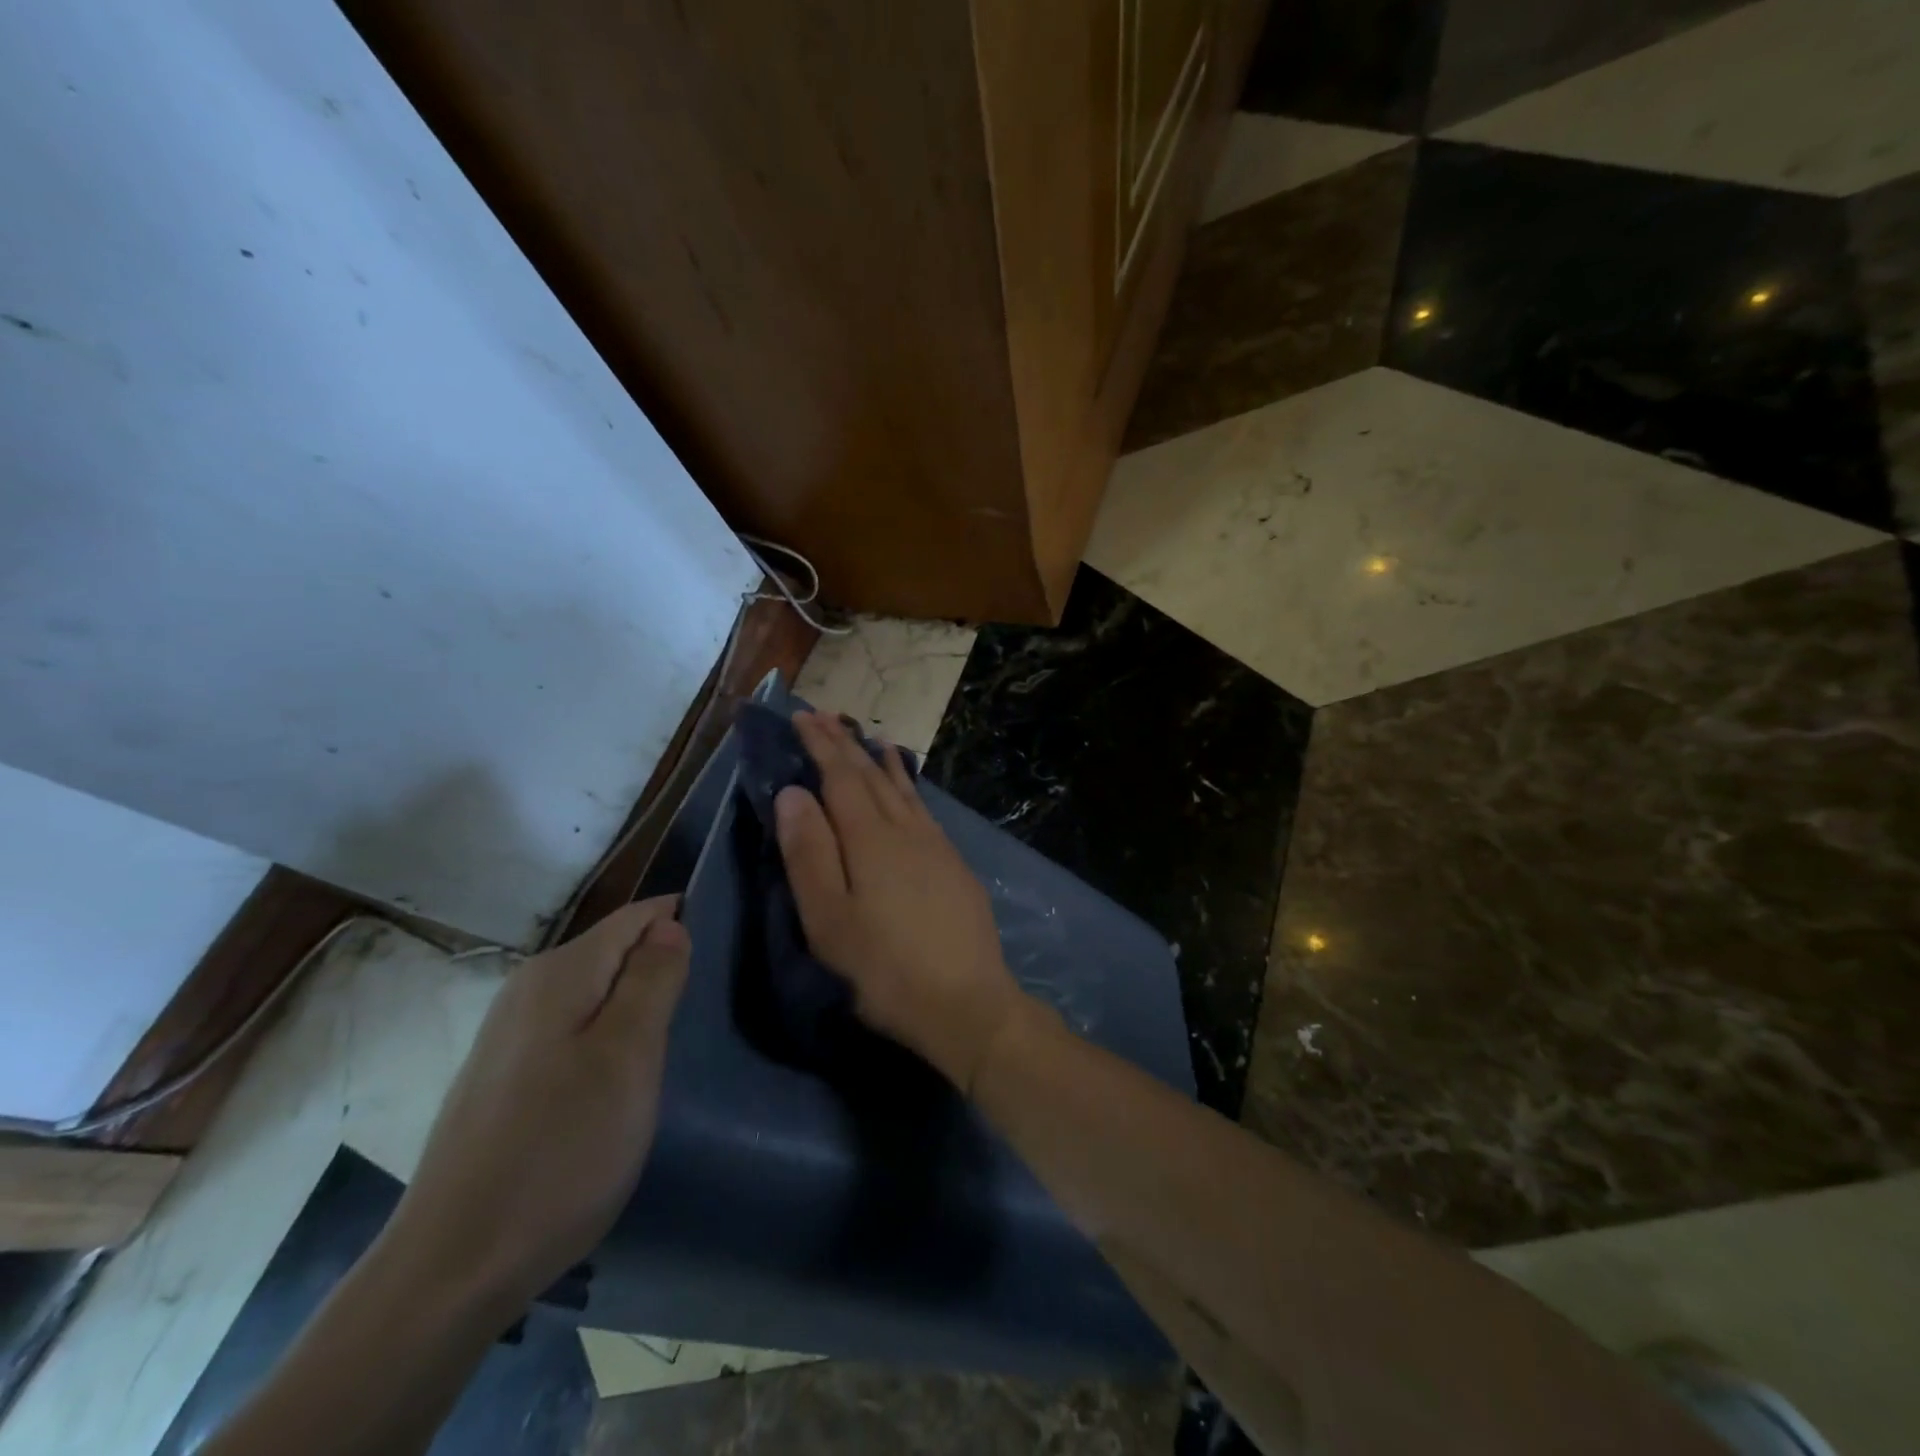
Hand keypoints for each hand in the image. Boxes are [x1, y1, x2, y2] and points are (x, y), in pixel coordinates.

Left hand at [382, 897, 690, 1319]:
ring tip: (670, 1048)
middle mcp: (527, 990)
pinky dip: (606, 1041)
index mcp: (560, 974)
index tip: (724, 952)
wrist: (454, 1269)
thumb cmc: (561, 1151)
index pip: (636, 917)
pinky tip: (618, 1084)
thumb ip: (652, 980)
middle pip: (614, 953)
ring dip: (635, 1008)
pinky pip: (572, 1031)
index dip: (680, 922)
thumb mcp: (628, 1057)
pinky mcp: (503, 1077)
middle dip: (660, 969)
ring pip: (594, 994)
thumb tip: (669, 925)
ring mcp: (509, 1036)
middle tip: (702, 1013)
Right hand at [774, 710, 1027, 1091]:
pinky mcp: (953, 864)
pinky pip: (924, 809)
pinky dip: (909, 787)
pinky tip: (908, 789)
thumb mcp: (829, 920)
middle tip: (825, 716)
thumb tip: (793, 793)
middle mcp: (906, 829)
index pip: (840, 777)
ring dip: (882, 761)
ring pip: (903, 789)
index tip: (803, 716)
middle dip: (846, 745)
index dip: (821, 745)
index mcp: (870, 838)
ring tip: (871, 738)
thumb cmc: (884, 968)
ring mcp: (936, 845)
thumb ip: (809, 853)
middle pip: (871, 776)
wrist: (966, 1002)